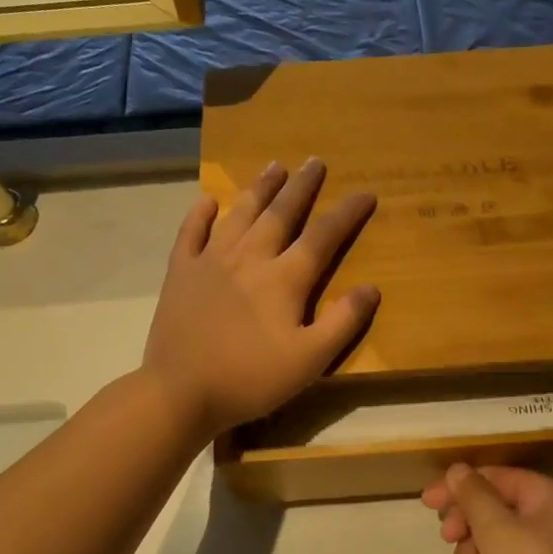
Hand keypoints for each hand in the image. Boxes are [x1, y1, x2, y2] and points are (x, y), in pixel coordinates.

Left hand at [143, 158, 378, 441]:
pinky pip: (191, 234)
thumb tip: (372, 288)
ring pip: (240, 214)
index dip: (347, 213)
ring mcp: (210, 262)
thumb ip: (342, 323)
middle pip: (280, 214)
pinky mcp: (181, 273)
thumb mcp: (309, 360)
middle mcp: (249, 258)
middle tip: (315, 161)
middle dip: (301, 186)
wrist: (180, 392)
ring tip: (274, 166)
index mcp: (284, 279)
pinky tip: (207, 201)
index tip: (365, 193)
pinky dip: (199, 215)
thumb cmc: (250, 379)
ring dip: (259, 189)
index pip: (323, 237)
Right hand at [421, 465, 552, 553]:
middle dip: (467, 528)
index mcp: (549, 497)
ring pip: (494, 544)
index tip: (426, 503)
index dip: (458, 486)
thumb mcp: (497, 529)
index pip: (495, 477)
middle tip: (449, 539)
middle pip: (493, 510)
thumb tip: (458, 470)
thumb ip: (473, 495)